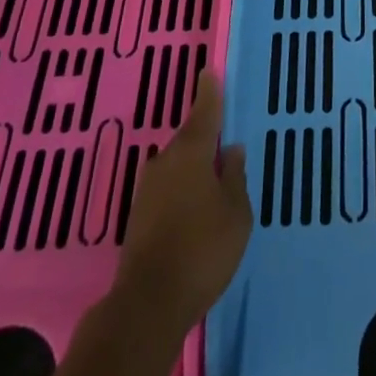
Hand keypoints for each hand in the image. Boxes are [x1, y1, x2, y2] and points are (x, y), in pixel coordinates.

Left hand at [112, 70, 251, 338]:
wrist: (149, 303)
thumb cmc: (203, 249)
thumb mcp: (236, 212)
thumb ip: (235, 177)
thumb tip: (231, 150)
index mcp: (192, 153)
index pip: (204, 112)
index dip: (209, 92)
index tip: (208, 72)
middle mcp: (165, 162)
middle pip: (189, 138)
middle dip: (205, 134)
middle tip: (224, 133)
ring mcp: (148, 189)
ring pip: (177, 164)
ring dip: (194, 164)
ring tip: (214, 173)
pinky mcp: (139, 215)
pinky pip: (168, 186)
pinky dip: (183, 186)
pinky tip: (195, 202)